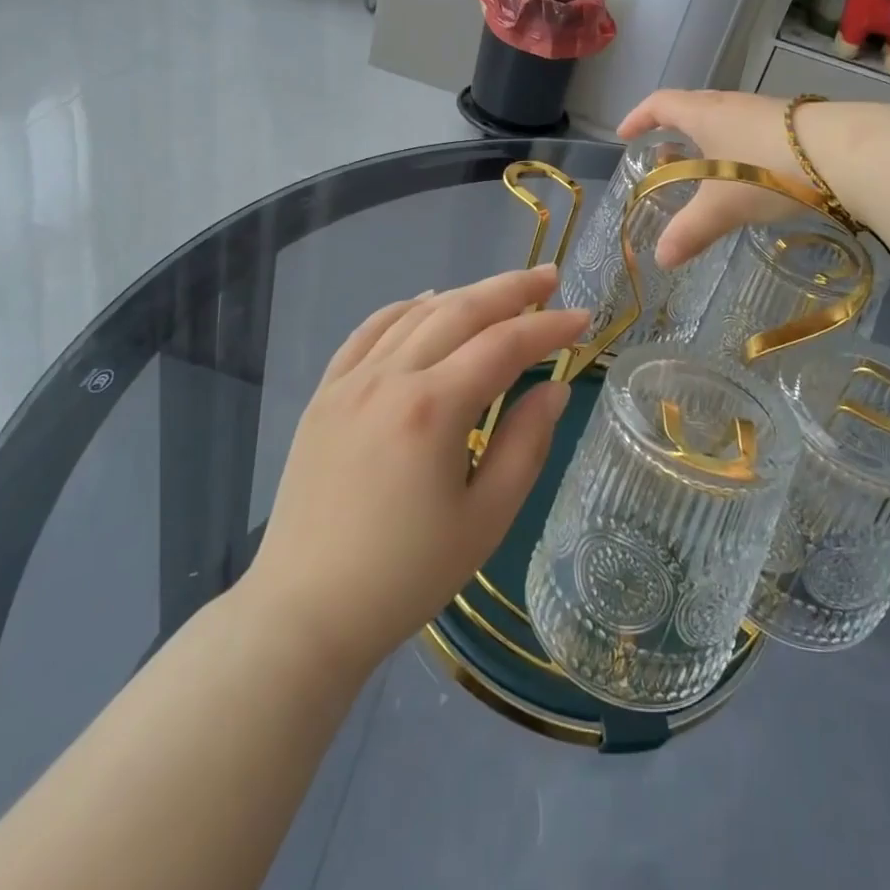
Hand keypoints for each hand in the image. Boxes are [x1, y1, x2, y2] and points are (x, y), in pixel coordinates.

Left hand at [241, 266, 588, 679]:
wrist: (306, 612)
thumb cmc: (406, 575)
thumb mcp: (486, 518)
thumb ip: (526, 443)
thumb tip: (554, 390)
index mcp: (433, 408)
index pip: (504, 345)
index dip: (549, 328)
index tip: (584, 319)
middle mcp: (389, 377)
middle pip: (460, 311)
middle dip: (511, 289)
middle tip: (550, 277)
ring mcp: (350, 381)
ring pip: (416, 313)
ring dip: (464, 295)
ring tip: (501, 292)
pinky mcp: (325, 394)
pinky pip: (369, 331)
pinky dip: (406, 309)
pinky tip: (426, 304)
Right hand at [618, 90, 808, 267]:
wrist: (845, 153)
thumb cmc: (768, 171)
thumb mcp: (722, 207)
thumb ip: (690, 231)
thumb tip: (661, 259)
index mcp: (704, 114)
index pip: (659, 104)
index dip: (638, 118)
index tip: (624, 135)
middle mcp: (731, 105)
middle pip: (691, 108)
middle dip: (672, 131)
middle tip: (663, 158)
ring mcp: (765, 112)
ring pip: (724, 121)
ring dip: (707, 142)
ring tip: (704, 172)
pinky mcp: (793, 126)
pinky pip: (750, 132)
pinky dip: (736, 150)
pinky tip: (748, 176)